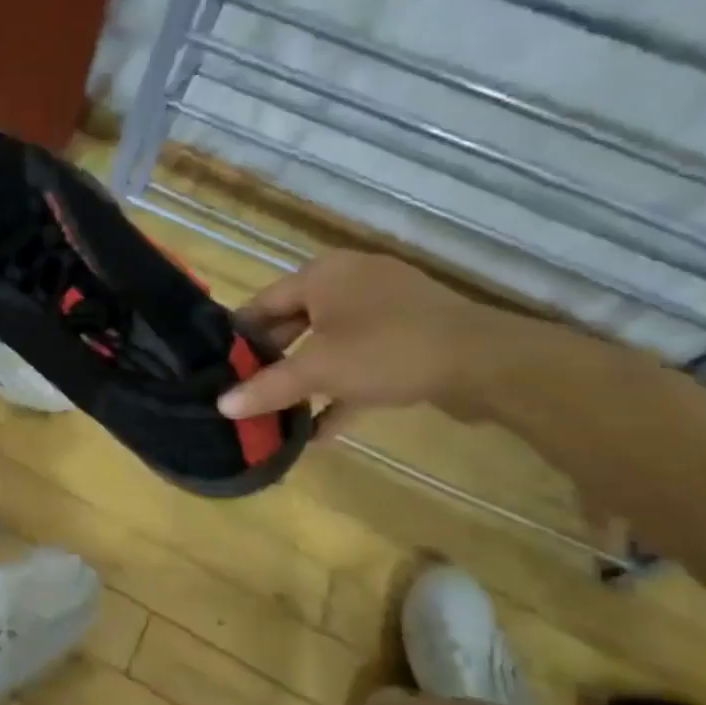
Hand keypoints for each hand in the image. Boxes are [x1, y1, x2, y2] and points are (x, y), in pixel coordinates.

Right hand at [218, 251, 523, 429]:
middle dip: (272, 362)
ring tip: (278, 413)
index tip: (219, 368)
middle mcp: (350, 282)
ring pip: (328, 344)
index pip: (263, 302)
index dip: (239, 337)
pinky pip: (360, 360)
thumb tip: (221, 405)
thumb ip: (267, 387)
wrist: (486, 362)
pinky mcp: (409, 336)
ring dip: (306, 380)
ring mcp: (384, 308)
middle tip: (245, 393)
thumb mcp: (318, 370)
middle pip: (295, 324)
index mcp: (323, 275)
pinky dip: (341, 388)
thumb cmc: (386, 350)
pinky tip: (322, 428)